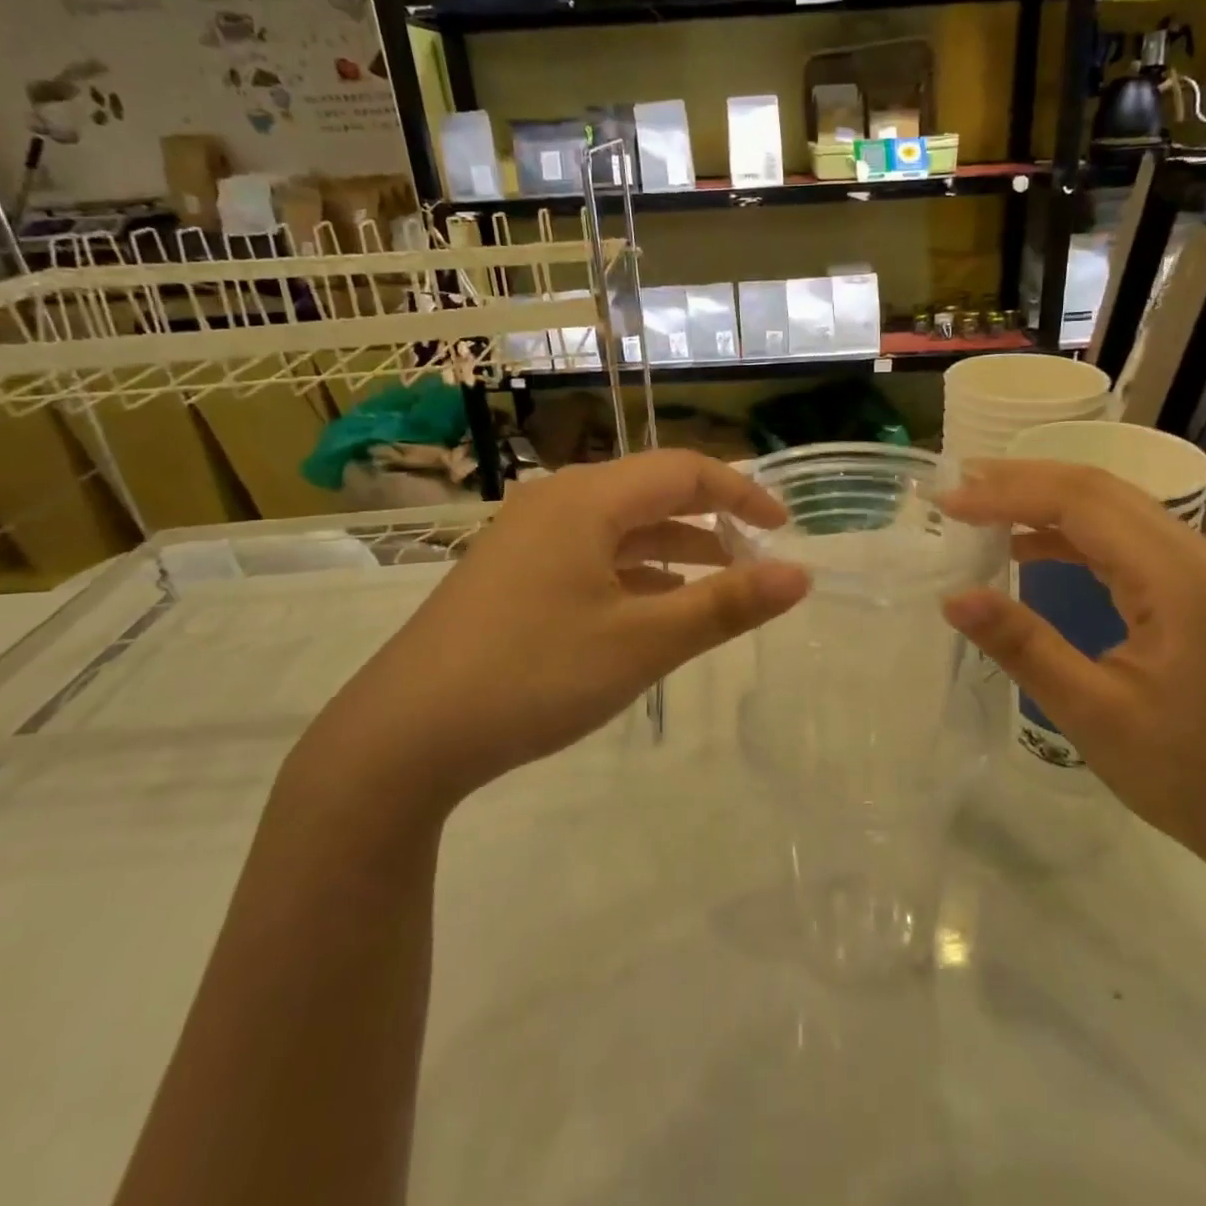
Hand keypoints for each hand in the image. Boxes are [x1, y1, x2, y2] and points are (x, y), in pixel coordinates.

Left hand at [306, 450, 809, 805]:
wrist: (404, 734)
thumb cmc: (534, 674)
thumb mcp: (643, 642)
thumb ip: (726, 604)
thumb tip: (800, 575)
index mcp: (588, 499)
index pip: (683, 471)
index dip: (741, 493)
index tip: (784, 529)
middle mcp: (556, 501)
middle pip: (651, 492)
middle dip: (710, 519)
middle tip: (756, 557)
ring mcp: (526, 537)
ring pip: (619, 527)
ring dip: (673, 548)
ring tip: (718, 583)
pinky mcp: (510, 573)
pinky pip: (590, 554)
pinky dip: (633, 571)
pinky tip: (652, 607)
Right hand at [939, 459, 1205, 859]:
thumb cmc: (1182, 769)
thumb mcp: (1091, 711)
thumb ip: (1023, 646)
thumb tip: (954, 597)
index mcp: (1175, 577)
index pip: (1081, 503)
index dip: (1009, 494)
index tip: (949, 502)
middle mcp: (1190, 553)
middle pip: (1096, 488)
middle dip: (1020, 480)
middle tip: (956, 482)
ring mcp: (1192, 566)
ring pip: (1105, 505)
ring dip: (1040, 498)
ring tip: (977, 502)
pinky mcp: (1183, 584)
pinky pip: (1115, 536)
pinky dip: (1063, 531)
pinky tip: (1022, 545)